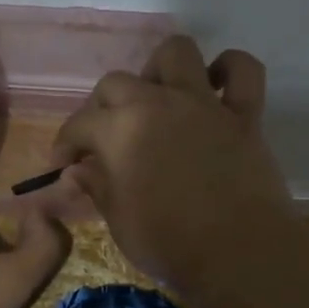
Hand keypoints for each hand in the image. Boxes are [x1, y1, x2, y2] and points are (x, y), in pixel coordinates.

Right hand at [51, 36, 293, 296]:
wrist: (240, 255)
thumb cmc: (170, 244)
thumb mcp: (119, 221)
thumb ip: (98, 187)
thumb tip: (79, 170)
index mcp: (120, 130)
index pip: (79, 124)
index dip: (65, 144)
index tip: (64, 165)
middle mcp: (157, 103)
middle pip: (116, 83)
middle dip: (102, 107)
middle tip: (106, 137)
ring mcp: (203, 104)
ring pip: (176, 52)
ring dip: (160, 69)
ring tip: (157, 97)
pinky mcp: (243, 115)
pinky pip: (243, 71)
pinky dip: (229, 70)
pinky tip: (217, 87)